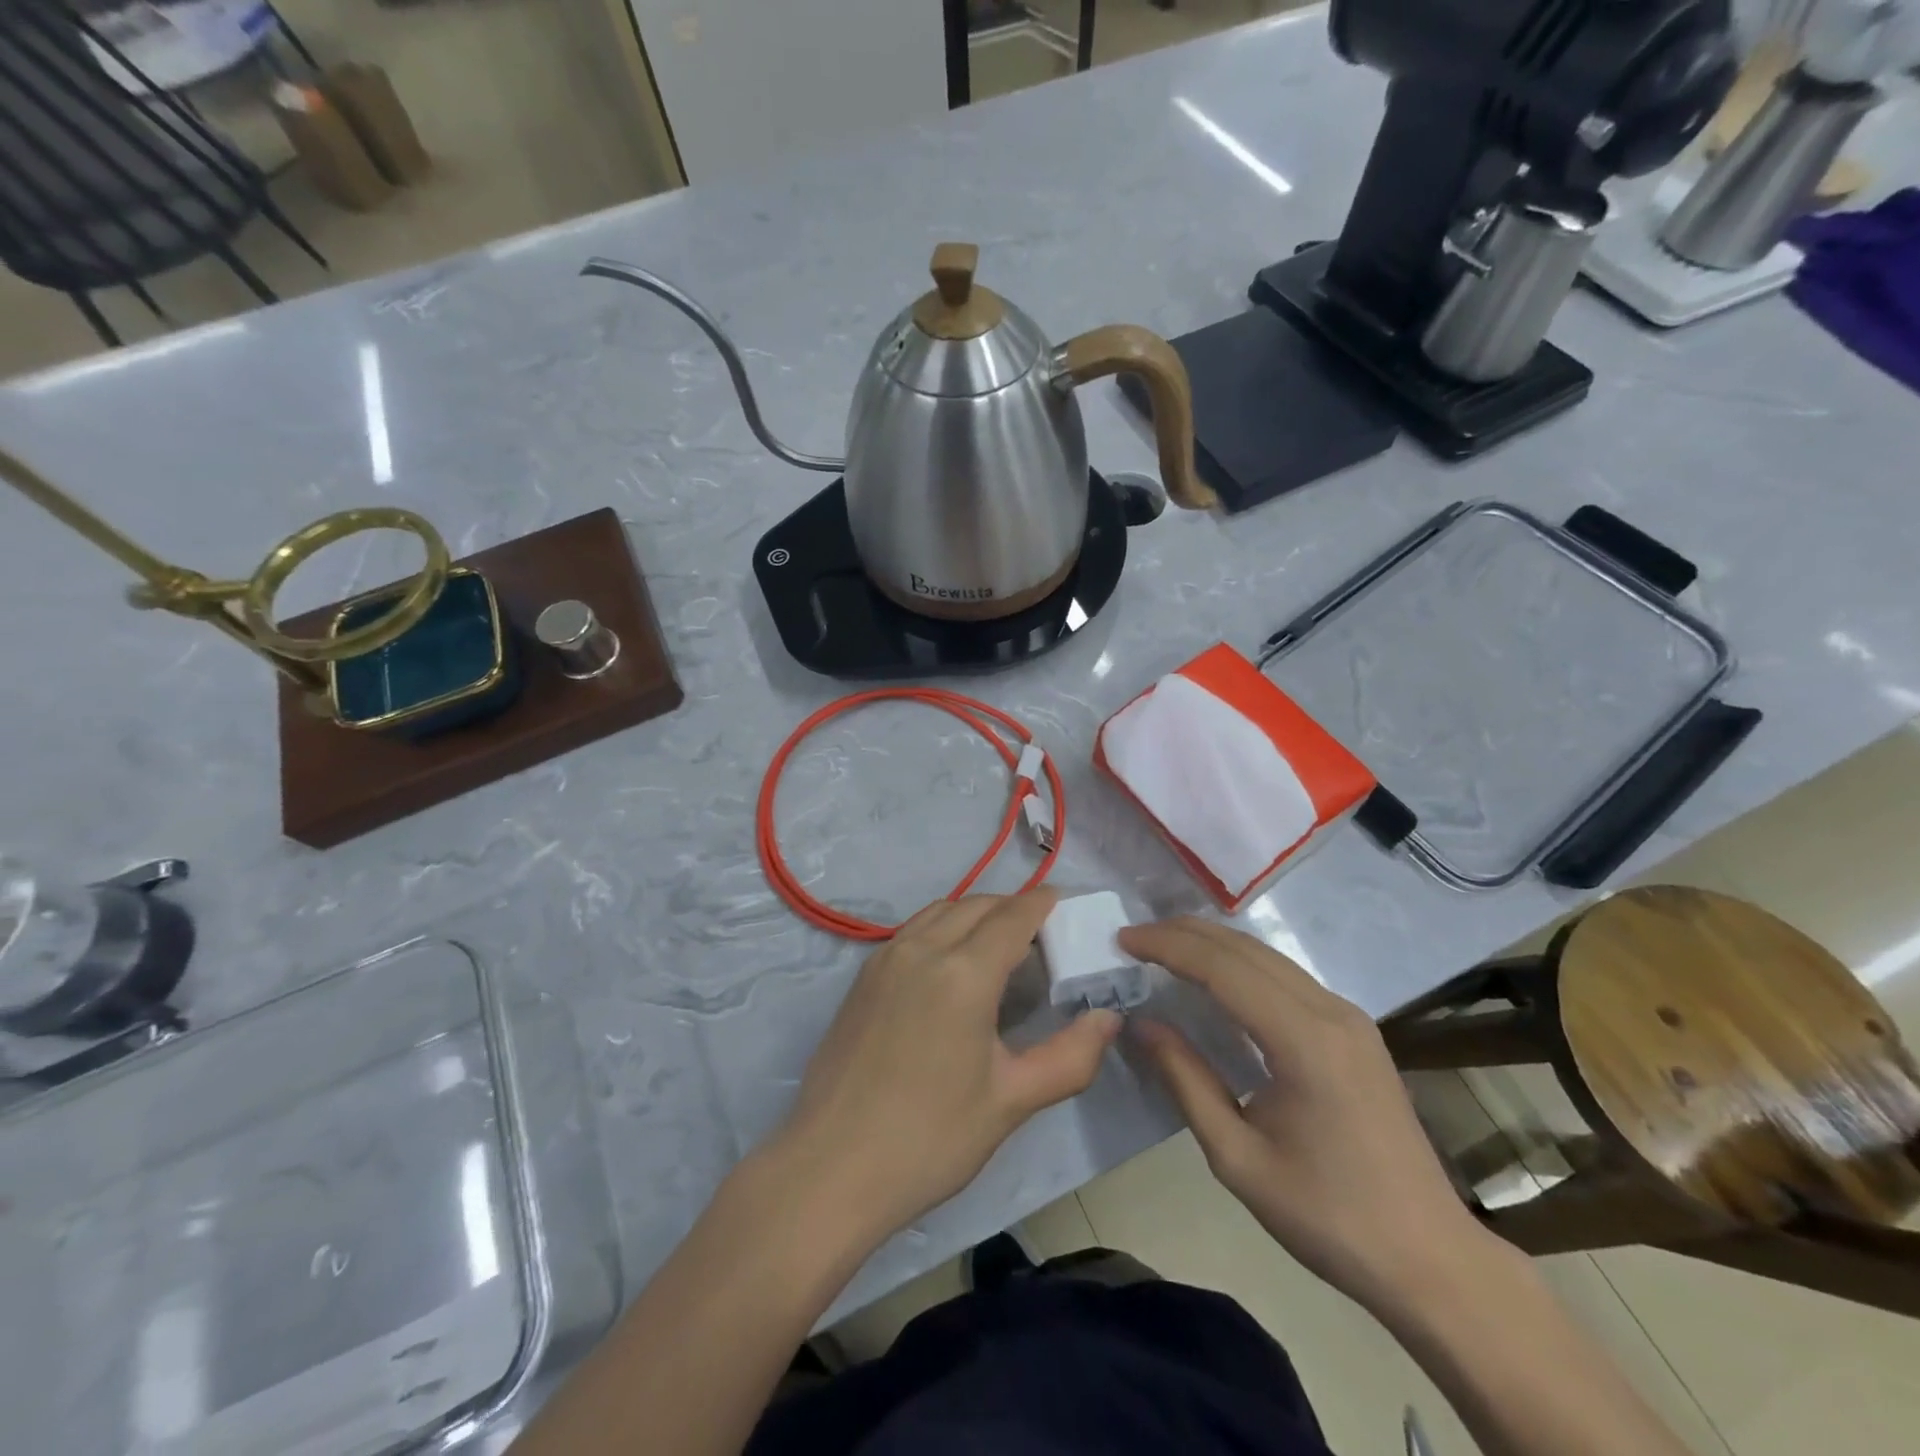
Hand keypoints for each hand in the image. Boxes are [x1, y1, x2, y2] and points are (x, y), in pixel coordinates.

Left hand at [775, 890, 1121, 1243]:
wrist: (830, 1168)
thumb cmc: (930, 1138)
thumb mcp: (1011, 1101)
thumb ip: (1070, 1057)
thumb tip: (1109, 1019)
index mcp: (963, 972)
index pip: (1014, 916)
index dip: (1043, 903)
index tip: (1066, 903)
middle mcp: (922, 948)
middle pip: (977, 905)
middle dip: (1013, 908)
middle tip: (1042, 935)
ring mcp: (886, 958)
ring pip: (941, 910)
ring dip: (976, 913)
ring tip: (1000, 946)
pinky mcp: (863, 976)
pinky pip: (914, 930)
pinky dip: (943, 927)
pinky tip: (952, 966)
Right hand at [1119, 917, 1494, 1313]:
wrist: (1430, 1260)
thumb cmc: (1328, 1217)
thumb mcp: (1238, 1157)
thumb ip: (1186, 1080)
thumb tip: (1142, 1023)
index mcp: (1303, 1040)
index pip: (1222, 967)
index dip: (1167, 946)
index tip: (1122, 940)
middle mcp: (1330, 1011)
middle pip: (1245, 949)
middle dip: (1184, 933)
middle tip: (1134, 938)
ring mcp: (1349, 1017)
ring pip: (1267, 956)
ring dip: (1212, 944)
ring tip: (1162, 949)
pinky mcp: (1355, 1030)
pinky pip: (1286, 976)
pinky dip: (1240, 964)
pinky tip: (1215, 978)